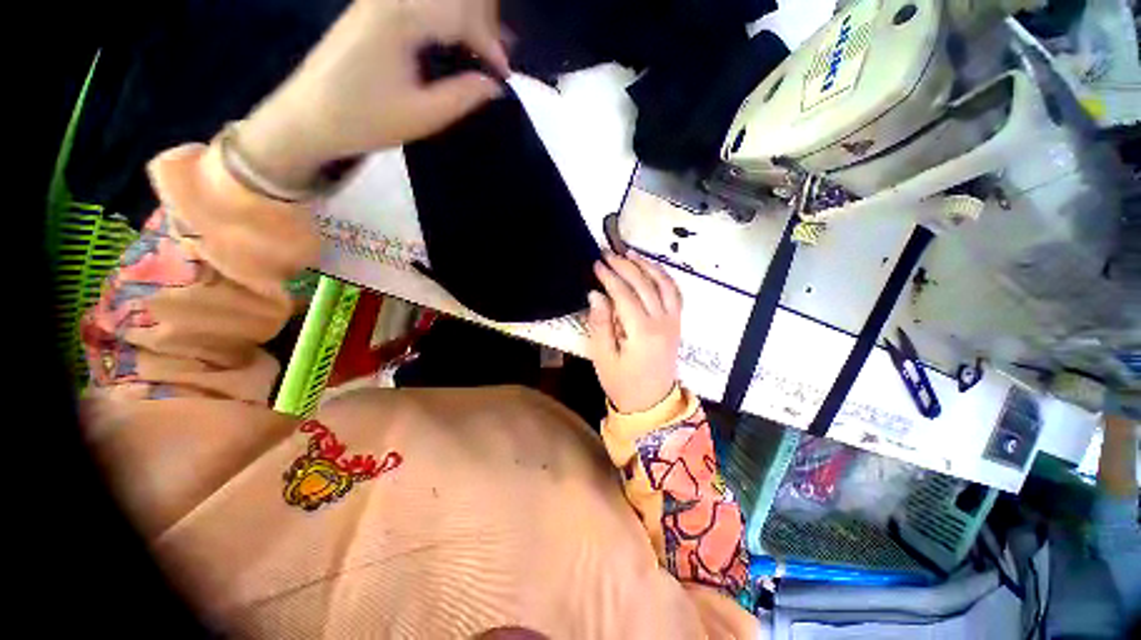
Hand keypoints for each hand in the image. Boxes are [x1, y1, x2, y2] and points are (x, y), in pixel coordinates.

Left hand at [239, 0, 508, 188]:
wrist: (307, 116)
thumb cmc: (364, 119)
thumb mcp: (422, 116)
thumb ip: (463, 96)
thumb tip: (494, 84)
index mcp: (401, 16)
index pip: (461, 14)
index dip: (490, 43)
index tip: (504, 75)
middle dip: (482, 20)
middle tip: (497, 57)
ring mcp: (379, 0)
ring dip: (465, 17)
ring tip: (484, 49)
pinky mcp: (374, 9)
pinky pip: (421, 4)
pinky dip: (445, 18)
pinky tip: (457, 38)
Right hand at [588, 251, 682, 413]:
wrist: (651, 403)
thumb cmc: (622, 382)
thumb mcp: (603, 357)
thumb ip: (600, 324)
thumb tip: (596, 295)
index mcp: (642, 331)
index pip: (624, 294)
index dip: (609, 276)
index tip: (596, 264)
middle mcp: (662, 321)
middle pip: (644, 284)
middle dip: (625, 265)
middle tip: (608, 253)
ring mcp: (673, 321)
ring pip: (664, 284)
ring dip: (647, 266)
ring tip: (630, 253)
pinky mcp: (677, 324)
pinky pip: (675, 293)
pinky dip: (664, 277)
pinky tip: (652, 269)